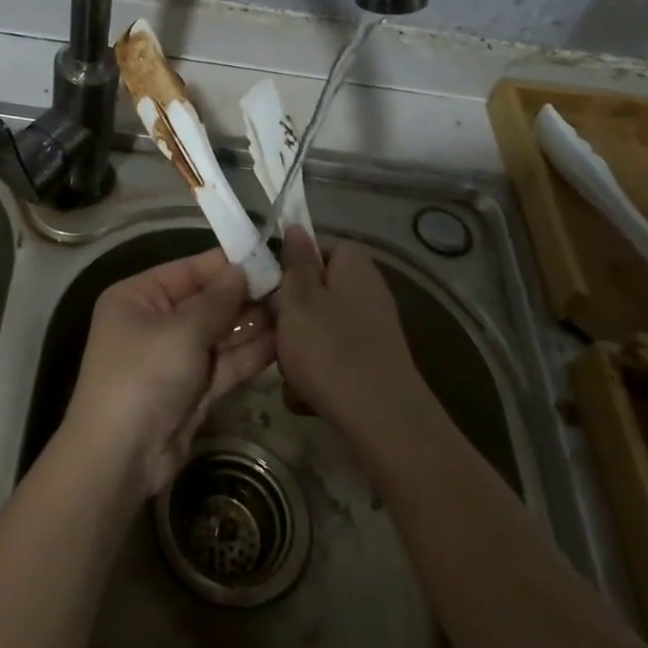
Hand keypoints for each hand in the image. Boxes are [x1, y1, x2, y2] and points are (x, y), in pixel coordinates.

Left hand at [60, 249, 275, 501]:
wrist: (121, 457)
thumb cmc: (144, 375)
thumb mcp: (182, 330)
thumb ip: (218, 300)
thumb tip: (243, 270)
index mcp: (138, 296)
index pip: (188, 270)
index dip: (227, 264)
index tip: (269, 255)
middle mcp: (155, 322)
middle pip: (207, 302)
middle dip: (246, 296)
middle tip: (293, 286)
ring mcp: (175, 357)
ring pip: (220, 334)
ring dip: (253, 324)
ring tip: (296, 310)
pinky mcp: (193, 389)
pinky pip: (225, 363)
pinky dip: (250, 354)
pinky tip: (284, 341)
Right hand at [274, 228, 428, 446]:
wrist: (382, 420)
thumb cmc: (330, 350)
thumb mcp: (299, 299)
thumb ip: (296, 261)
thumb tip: (296, 226)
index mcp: (353, 263)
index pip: (313, 246)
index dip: (286, 264)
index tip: (265, 287)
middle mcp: (368, 288)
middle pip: (314, 289)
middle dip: (289, 313)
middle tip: (272, 331)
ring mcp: (372, 326)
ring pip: (319, 325)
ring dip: (299, 347)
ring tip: (288, 370)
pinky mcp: (372, 361)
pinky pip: (332, 355)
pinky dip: (317, 371)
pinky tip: (305, 396)